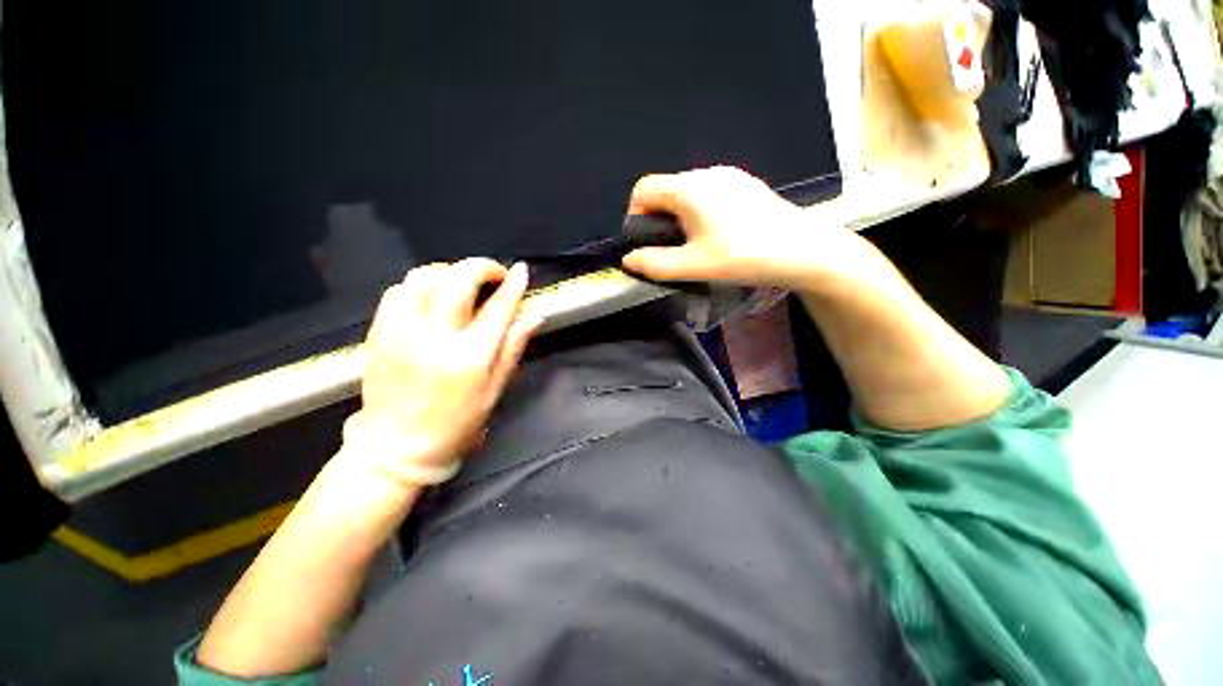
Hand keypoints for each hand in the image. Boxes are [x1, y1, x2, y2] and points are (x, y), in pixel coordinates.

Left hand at [342, 259, 539, 489]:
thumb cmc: (456, 422)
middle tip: (494, 275)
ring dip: (450, 273)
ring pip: (424, 276)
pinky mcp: (379, 332)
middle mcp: (435, 337)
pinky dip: (421, 285)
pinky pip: (399, 290)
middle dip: (481, 267)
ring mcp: (401, 331)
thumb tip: (533, 316)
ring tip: (462, 285)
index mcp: (470, 356)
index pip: (498, 307)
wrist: (397, 446)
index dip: (513, 285)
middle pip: (458, 279)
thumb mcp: (494, 389)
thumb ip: (513, 348)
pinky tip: (432, 300)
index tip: (521, 271)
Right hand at [622, 166, 862, 290]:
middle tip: (670, 248)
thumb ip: (656, 263)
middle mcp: (706, 173)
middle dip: (657, 218)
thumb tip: (629, 260)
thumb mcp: (694, 265)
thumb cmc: (743, 256)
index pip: (643, 188)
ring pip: (687, 192)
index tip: (645, 240)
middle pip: (665, 189)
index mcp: (689, 189)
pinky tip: (717, 233)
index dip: (635, 214)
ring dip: (679, 215)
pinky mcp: (744, 185)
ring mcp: (729, 176)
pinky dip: (699, 211)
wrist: (801, 249)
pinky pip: (708, 192)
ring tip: (693, 244)